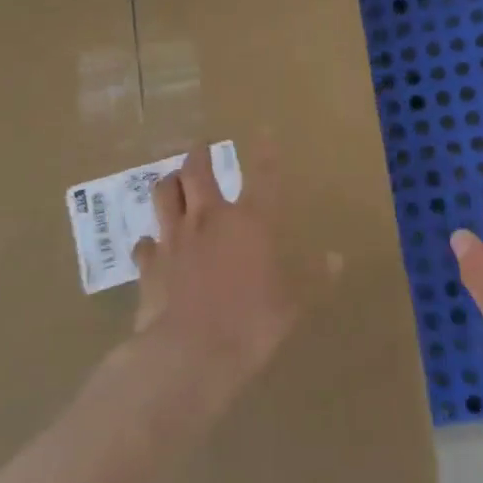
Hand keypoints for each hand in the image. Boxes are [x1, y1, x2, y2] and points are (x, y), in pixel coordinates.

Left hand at [131, 138, 338, 396]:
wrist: (190, 353)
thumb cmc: (251, 323)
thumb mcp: (293, 303)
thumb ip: (313, 277)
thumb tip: (336, 258)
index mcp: (251, 222)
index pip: (262, 176)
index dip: (265, 151)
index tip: (263, 130)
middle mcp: (209, 219)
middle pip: (197, 172)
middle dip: (199, 154)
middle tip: (200, 147)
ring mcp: (175, 239)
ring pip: (164, 195)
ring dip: (169, 183)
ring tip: (172, 180)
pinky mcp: (149, 265)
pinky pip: (146, 244)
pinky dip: (150, 241)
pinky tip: (152, 245)